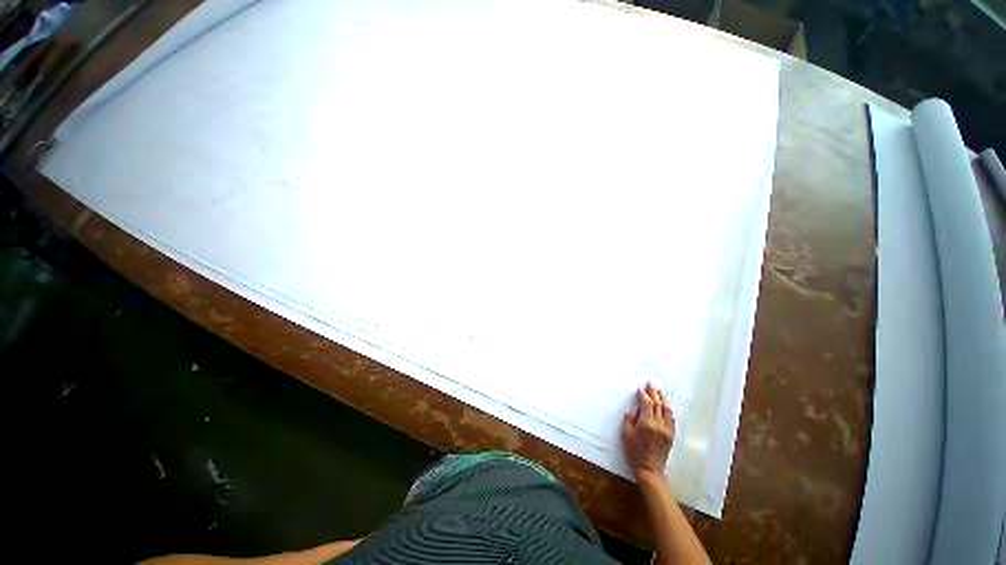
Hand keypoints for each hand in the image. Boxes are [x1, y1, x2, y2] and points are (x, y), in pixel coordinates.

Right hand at [621, 382, 674, 479]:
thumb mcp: (625, 433)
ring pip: (667, 410)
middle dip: (654, 393)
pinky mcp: (671, 435)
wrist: (649, 468)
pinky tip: (666, 405)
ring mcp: (667, 430)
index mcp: (646, 423)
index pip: (647, 404)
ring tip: (660, 391)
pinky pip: (671, 418)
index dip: (644, 395)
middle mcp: (659, 425)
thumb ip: (630, 417)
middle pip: (658, 404)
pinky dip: (668, 409)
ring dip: (663, 399)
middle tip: (651, 384)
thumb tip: (636, 407)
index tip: (641, 389)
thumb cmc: (634, 451)